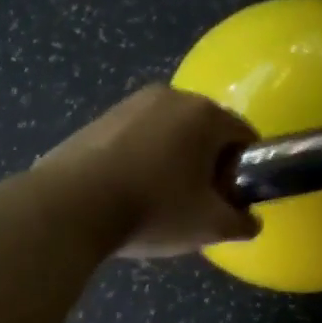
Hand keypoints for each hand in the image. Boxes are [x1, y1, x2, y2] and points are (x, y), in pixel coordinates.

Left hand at [36, 85, 260, 256]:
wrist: (71, 206)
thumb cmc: (153, 209)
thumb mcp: (209, 226)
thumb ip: (242, 223)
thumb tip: (249, 221)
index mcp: (205, 114)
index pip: (244, 137)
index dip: (244, 172)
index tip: (228, 202)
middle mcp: (171, 96)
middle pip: (206, 132)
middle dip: (208, 166)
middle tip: (195, 204)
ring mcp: (130, 103)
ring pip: (170, 134)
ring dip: (174, 162)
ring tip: (158, 201)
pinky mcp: (100, 118)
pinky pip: (137, 137)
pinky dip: (142, 159)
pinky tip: (128, 192)